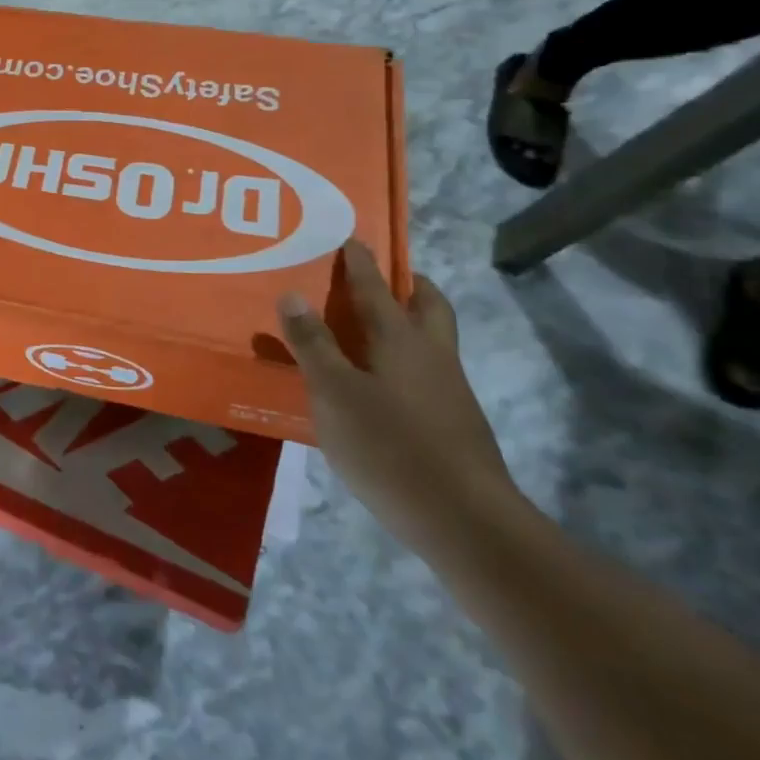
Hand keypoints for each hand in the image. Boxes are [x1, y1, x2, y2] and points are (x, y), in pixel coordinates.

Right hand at [279, 241, 520, 557]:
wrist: (466, 521)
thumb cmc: (390, 446)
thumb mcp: (334, 393)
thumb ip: (312, 344)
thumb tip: (293, 292)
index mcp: (400, 339)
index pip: (377, 287)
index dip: (361, 263)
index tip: (352, 239)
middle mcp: (431, 354)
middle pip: (428, 305)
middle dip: (407, 285)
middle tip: (379, 279)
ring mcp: (449, 390)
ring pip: (432, 339)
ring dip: (408, 323)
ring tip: (369, 330)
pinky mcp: (455, 423)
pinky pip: (427, 372)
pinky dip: (405, 361)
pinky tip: (379, 386)